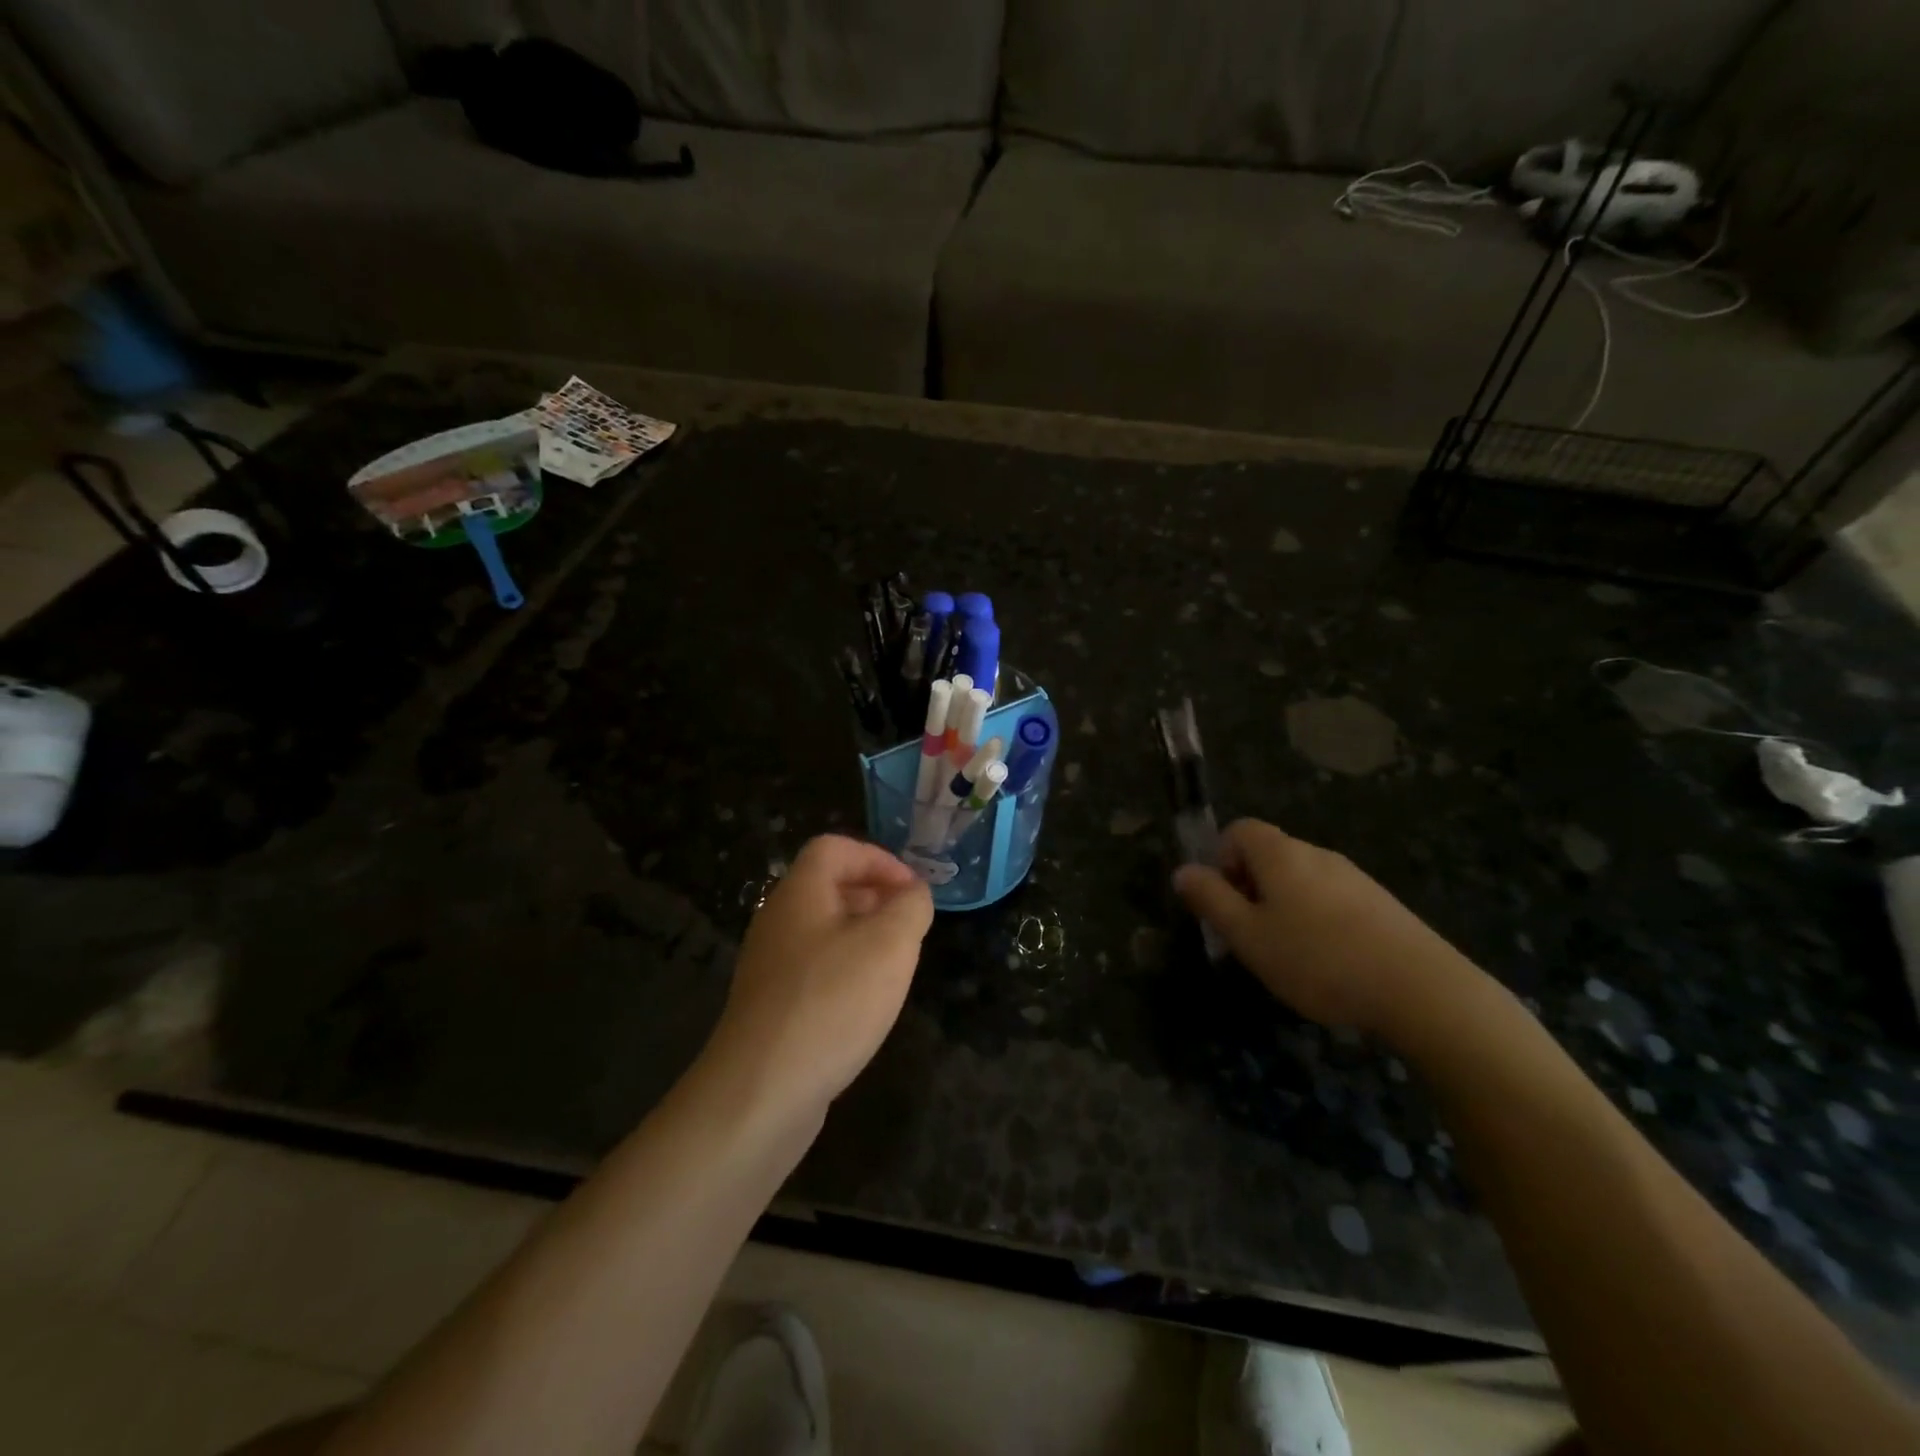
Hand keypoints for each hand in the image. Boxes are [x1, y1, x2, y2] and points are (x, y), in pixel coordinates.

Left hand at [705, 835, 933, 1116]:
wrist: (760, 1091)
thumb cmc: (831, 1002)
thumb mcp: (890, 944)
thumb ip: (911, 907)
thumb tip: (914, 894)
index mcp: (799, 893)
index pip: (835, 848)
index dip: (878, 858)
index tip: (912, 891)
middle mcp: (778, 921)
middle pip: (828, 887)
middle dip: (875, 897)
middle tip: (910, 926)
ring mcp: (769, 966)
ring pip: (823, 931)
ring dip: (863, 937)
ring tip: (896, 965)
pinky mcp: (771, 1006)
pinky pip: (814, 969)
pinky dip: (845, 971)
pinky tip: (866, 1004)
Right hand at [1172, 819, 1476, 1036]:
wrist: (1421, 989)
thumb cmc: (1317, 958)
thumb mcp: (1248, 935)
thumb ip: (1211, 900)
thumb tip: (1182, 871)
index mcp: (1280, 854)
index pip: (1238, 830)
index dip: (1221, 860)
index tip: (1225, 903)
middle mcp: (1316, 854)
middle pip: (1269, 855)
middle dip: (1250, 889)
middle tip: (1249, 936)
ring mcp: (1354, 877)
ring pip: (1301, 880)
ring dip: (1283, 908)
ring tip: (1288, 956)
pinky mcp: (1381, 904)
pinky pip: (1332, 900)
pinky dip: (1317, 921)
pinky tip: (1329, 964)